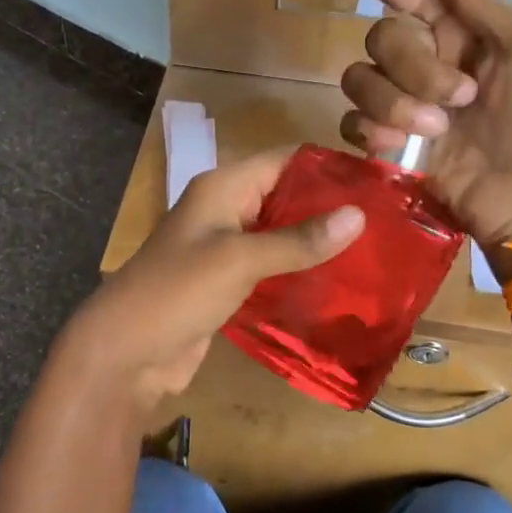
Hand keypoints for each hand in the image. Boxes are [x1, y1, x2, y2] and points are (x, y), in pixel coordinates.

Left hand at [56, 150, 363, 418]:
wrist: (126, 353)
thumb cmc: (178, 292)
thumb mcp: (240, 260)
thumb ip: (299, 239)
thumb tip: (359, 215)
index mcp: (223, 187)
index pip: (284, 159)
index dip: (327, 165)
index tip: (378, 181)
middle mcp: (226, 210)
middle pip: (285, 196)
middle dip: (329, 207)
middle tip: (385, 222)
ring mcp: (225, 248)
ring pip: (280, 234)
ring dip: (317, 242)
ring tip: (371, 251)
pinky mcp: (228, 282)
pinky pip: (271, 267)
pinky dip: (299, 270)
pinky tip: (336, 282)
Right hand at [339, 0, 511, 261]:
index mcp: (461, 30)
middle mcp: (426, 60)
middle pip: (382, 34)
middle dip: (414, 64)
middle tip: (461, 95)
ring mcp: (404, 104)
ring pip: (359, 78)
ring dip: (394, 101)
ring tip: (436, 131)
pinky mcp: (390, 146)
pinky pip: (352, 122)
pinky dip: (372, 130)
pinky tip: (402, 148)